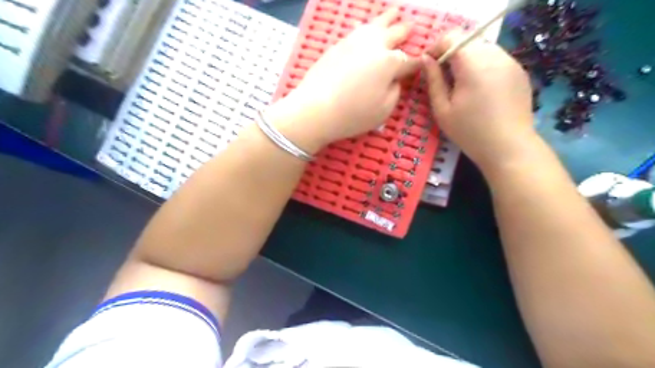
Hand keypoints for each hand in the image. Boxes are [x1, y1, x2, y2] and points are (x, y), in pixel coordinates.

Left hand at [268, 8, 421, 151]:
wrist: (315, 109)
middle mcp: (374, 46)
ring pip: (374, 25)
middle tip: (411, 26)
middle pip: (393, 34)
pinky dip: (365, 27)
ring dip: (386, 19)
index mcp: (389, 63)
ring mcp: (353, 42)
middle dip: (404, 31)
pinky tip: (365, 28)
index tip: (422, 62)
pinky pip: (356, 30)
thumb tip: (394, 80)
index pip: (408, 61)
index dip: (417, 63)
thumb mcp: (384, 110)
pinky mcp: (337, 46)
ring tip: (393, 13)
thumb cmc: (353, 114)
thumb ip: (395, 91)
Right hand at [426, 30, 537, 170]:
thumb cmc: (470, 132)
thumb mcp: (442, 109)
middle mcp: (494, 55)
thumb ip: (433, 81)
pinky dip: (483, 66)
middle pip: (468, 41)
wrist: (508, 147)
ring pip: (482, 48)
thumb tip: (425, 60)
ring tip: (461, 84)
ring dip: (468, 59)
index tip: (428, 64)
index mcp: (473, 64)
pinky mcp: (519, 71)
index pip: (451, 37)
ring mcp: (511, 61)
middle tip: (442, 77)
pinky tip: (480, 89)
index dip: (436, 47)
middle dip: (451, 54)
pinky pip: (496, 59)